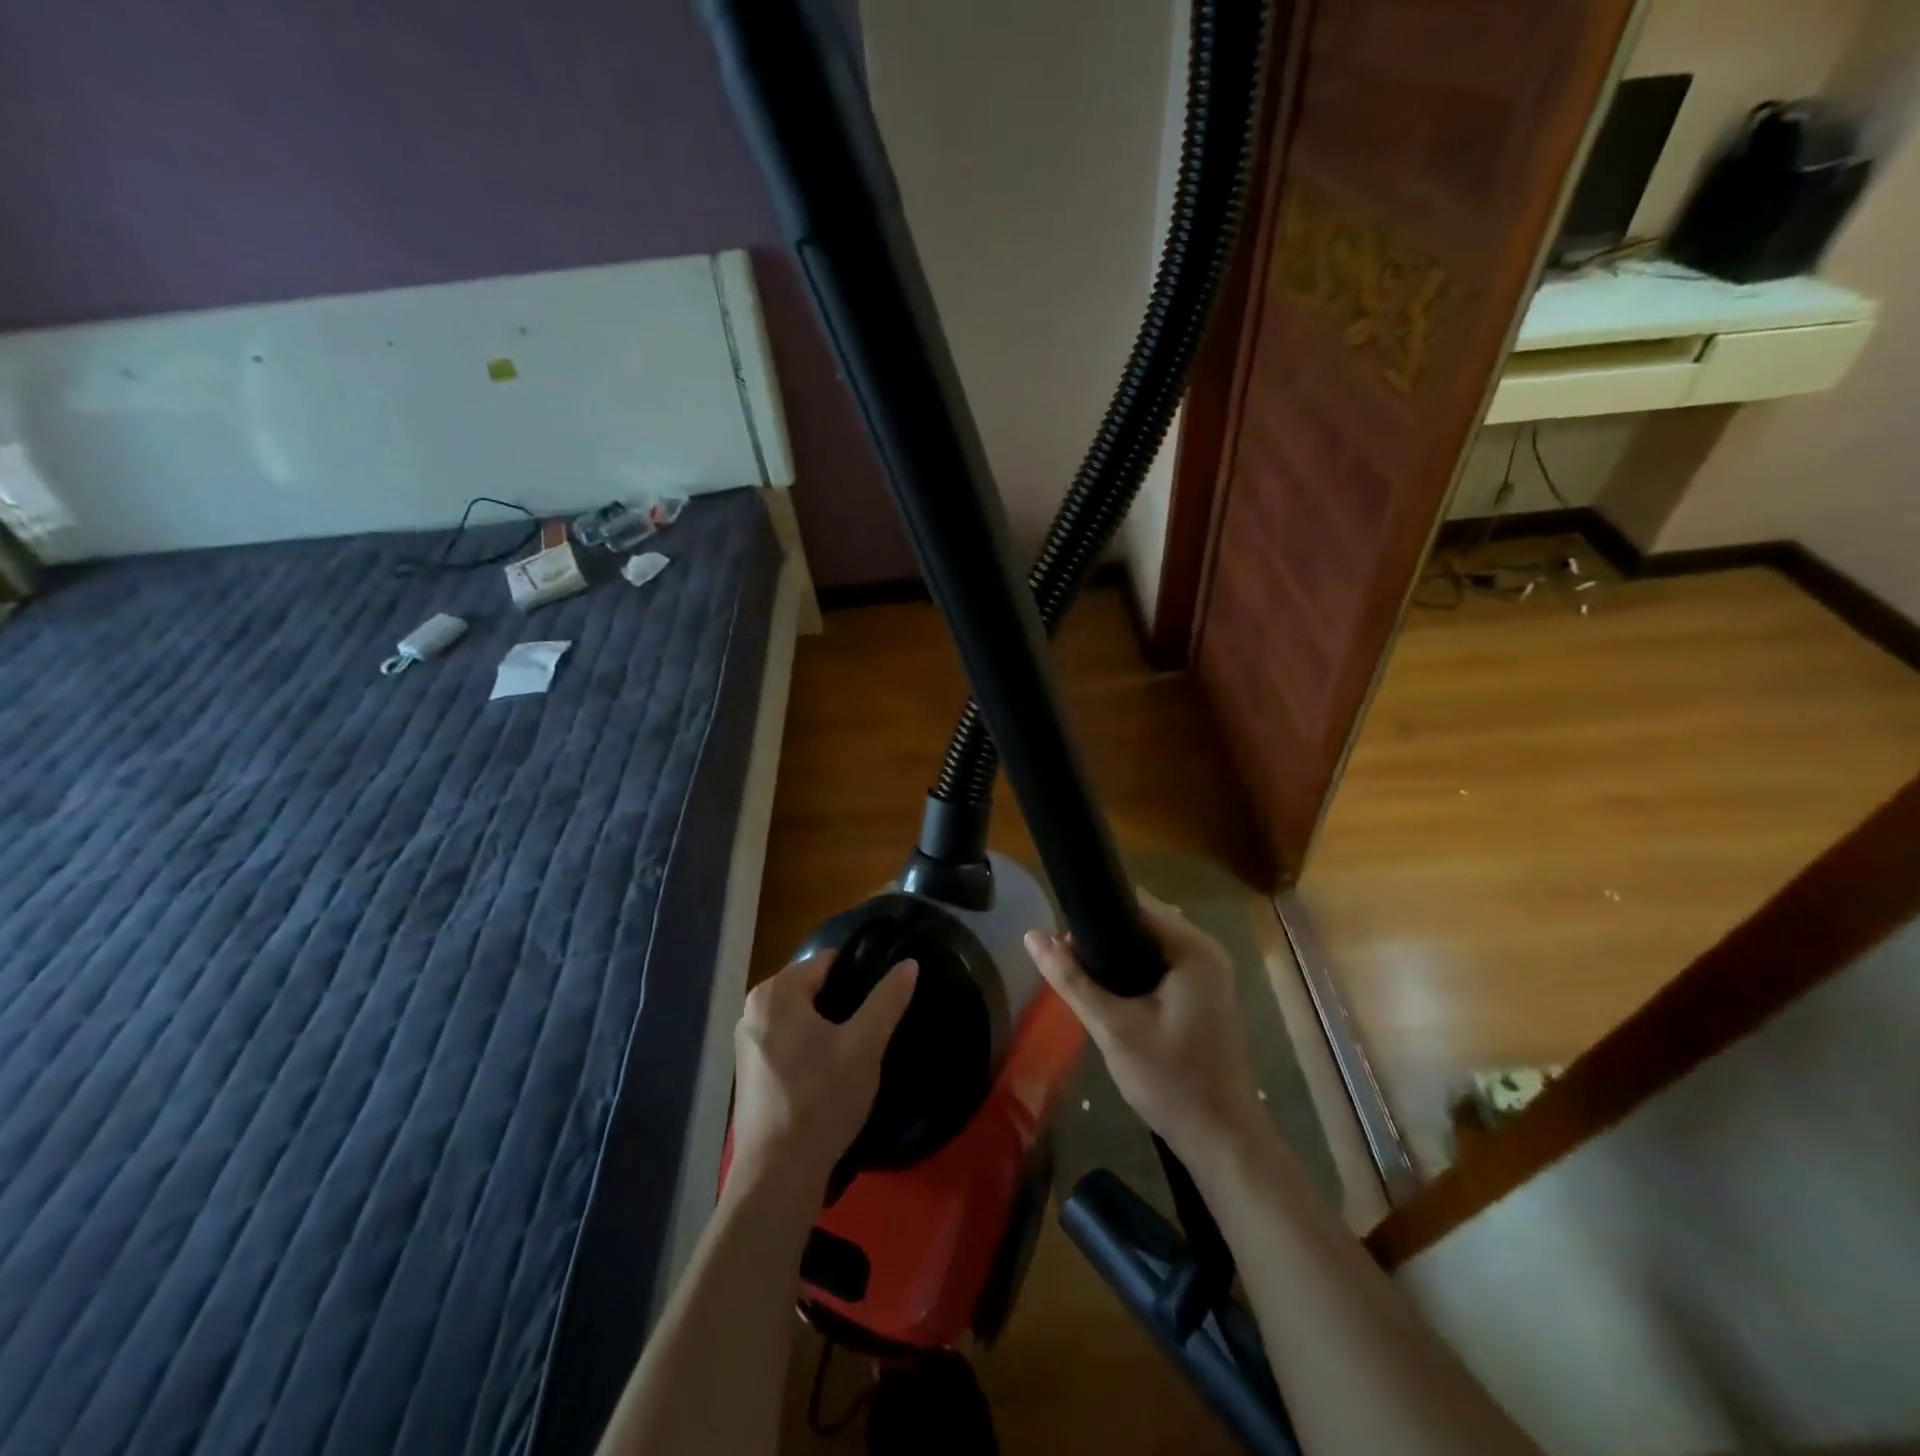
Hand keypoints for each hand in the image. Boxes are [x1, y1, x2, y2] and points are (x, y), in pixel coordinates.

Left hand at [729, 952, 918, 1198]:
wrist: (778, 1174)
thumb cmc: (821, 1099)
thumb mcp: (865, 1045)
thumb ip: (887, 999)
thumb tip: (908, 963)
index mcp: (776, 992)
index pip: (827, 962)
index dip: (859, 975)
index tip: (882, 999)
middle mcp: (753, 1009)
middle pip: (812, 988)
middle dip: (842, 1003)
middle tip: (872, 1029)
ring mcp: (746, 1043)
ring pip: (800, 1018)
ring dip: (827, 1028)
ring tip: (856, 1052)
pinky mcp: (749, 1073)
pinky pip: (787, 1042)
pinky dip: (809, 1049)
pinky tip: (829, 1075)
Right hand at [1025, 891, 1264, 1169]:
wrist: (1222, 1141)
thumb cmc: (1171, 1081)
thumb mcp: (1113, 1028)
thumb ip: (1072, 979)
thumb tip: (1032, 936)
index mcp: (1193, 949)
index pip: (1135, 904)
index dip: (1095, 915)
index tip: (1063, 940)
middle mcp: (1206, 952)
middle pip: (1141, 923)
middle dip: (1103, 939)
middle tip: (1070, 968)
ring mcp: (1209, 975)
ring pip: (1149, 947)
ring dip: (1116, 959)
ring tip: (1084, 983)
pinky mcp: (1204, 996)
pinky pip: (1160, 967)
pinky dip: (1134, 975)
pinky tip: (1111, 999)